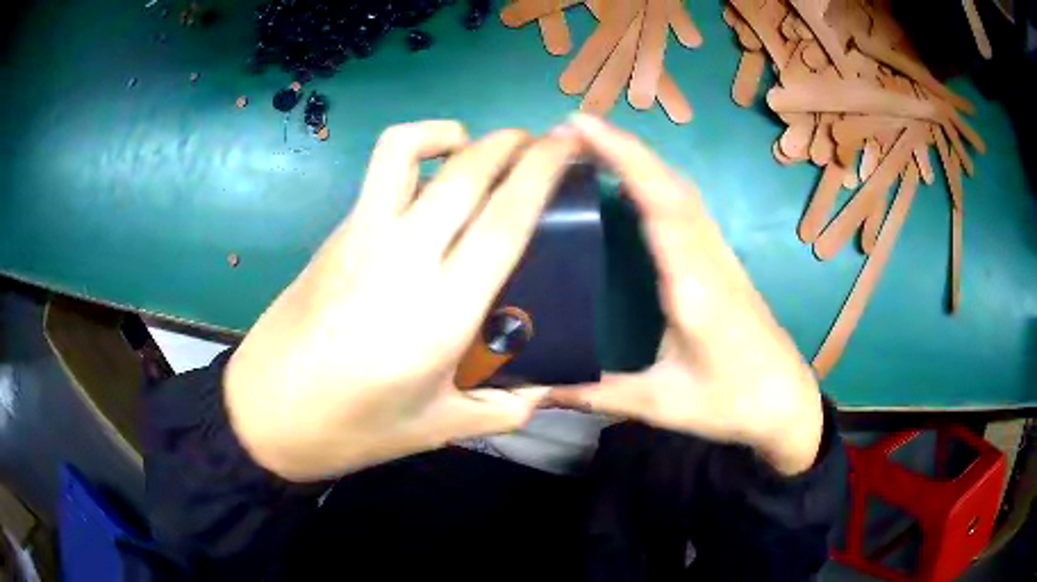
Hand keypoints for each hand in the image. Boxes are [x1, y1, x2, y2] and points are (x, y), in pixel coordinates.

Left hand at [224, 121, 581, 481]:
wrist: (266, 414)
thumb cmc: (352, 428)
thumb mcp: (438, 429)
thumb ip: (505, 408)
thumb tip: (550, 389)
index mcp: (441, 313)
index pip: (504, 220)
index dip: (541, 172)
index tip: (566, 144)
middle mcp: (402, 259)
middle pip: (466, 173)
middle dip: (511, 143)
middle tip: (537, 141)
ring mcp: (360, 238)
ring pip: (404, 151)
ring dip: (448, 133)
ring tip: (472, 147)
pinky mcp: (334, 235)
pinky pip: (378, 176)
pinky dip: (412, 157)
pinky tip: (425, 189)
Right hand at [548, 114, 823, 475]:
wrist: (785, 401)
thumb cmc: (730, 402)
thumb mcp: (660, 405)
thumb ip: (595, 395)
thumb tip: (533, 388)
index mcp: (692, 285)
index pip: (659, 203)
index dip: (623, 157)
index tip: (581, 126)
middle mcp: (709, 257)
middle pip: (671, 184)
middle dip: (625, 146)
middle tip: (574, 128)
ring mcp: (721, 256)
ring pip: (683, 190)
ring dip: (643, 159)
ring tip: (597, 144)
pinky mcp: (723, 262)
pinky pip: (689, 207)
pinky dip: (658, 181)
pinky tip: (637, 183)